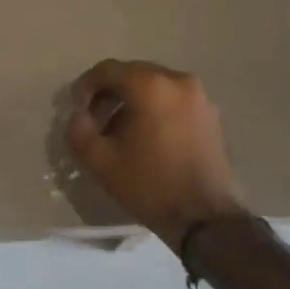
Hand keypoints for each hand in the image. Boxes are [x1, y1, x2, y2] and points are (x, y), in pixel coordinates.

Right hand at [65, 59, 246, 247]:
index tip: (77, 109)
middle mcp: (178, 80)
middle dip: (110, 93)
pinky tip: (147, 137)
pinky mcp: (212, 115)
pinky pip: (174, 100)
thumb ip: (79, 130)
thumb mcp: (99, 160)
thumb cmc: (149, 185)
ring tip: (120, 131)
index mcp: (150, 86)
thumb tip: (79, 116)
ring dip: (133, 101)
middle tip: (95, 119)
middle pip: (133, 74)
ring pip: (155, 87)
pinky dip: (156, 109)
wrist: (205, 218)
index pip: (107, 70)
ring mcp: (200, 97)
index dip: (86, 86)